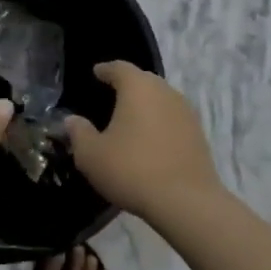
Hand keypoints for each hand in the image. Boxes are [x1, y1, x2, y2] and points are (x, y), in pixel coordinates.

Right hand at [65, 62, 220, 220]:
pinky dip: (159, 123)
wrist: (186, 201)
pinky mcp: (198, 135)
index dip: (105, 70)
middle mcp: (165, 92)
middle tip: (110, 95)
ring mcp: (186, 112)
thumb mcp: (91, 154)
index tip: (96, 73)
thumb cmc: (131, 169)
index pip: (119, 68)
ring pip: (161, 99)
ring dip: (145, 105)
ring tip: (129, 119)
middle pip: (143, 80)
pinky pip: (172, 119)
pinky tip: (149, 140)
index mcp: (138, 87)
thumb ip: (79, 132)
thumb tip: (72, 120)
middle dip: (127, 85)